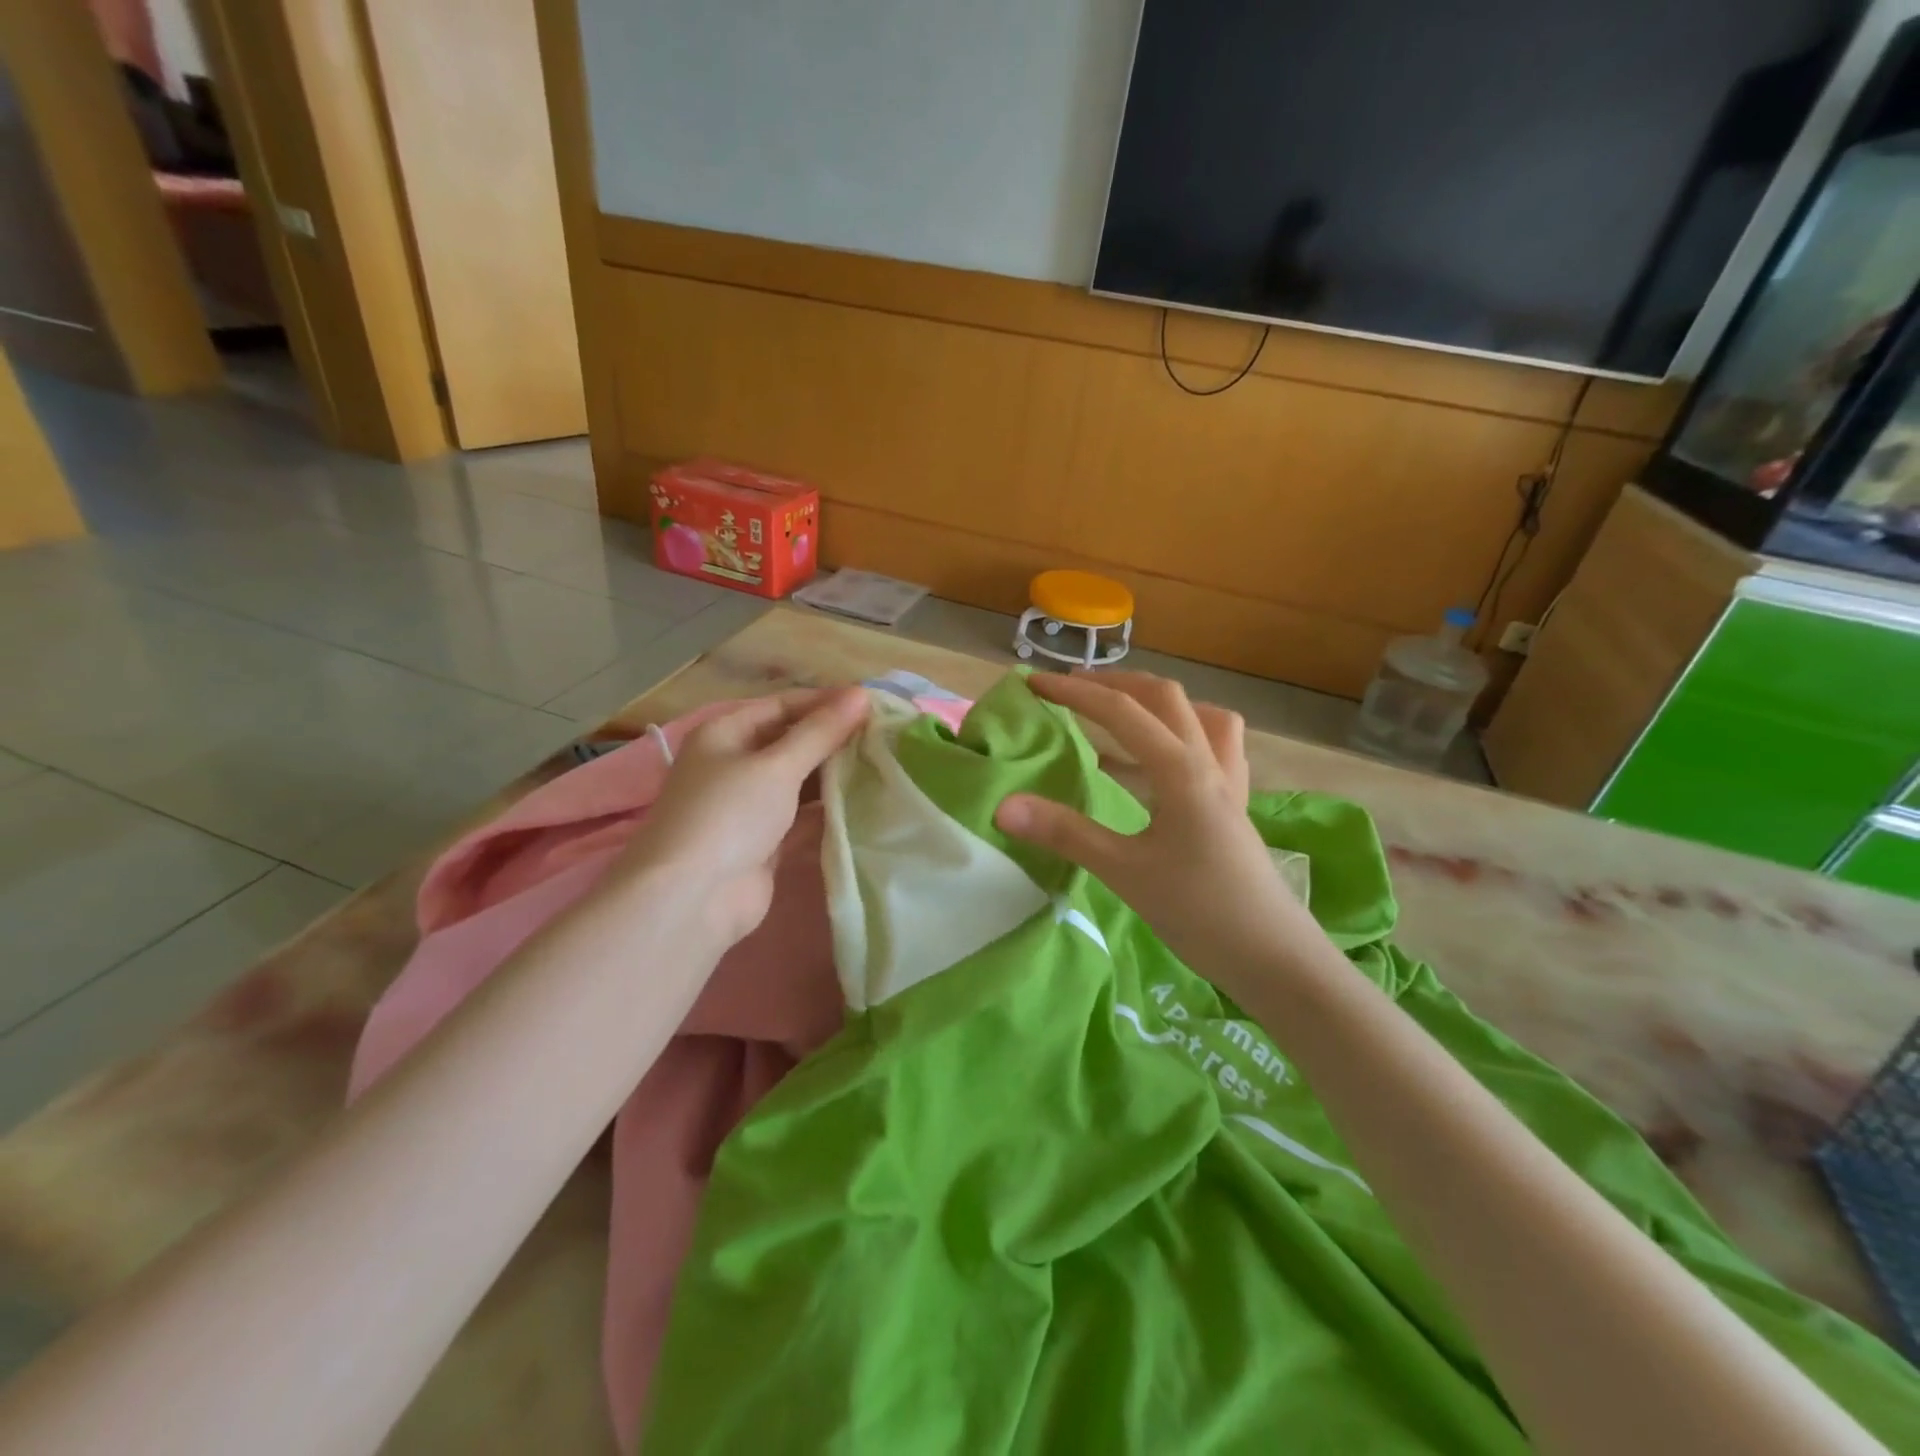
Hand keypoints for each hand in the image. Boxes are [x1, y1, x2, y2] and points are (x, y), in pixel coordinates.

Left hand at [619, 687, 869, 949]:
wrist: (693, 899)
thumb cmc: (728, 815)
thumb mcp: (777, 766)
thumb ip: (821, 732)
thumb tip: (861, 694)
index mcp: (725, 734)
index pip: (783, 706)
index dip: (826, 703)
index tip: (873, 704)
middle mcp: (734, 764)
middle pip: (791, 742)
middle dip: (833, 739)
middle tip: (885, 735)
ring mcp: (748, 806)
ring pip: (799, 780)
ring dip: (834, 774)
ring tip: (883, 764)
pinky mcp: (764, 842)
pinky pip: (802, 816)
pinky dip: (828, 810)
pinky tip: (865, 803)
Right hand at [993, 671, 1322, 998]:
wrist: (1276, 958)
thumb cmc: (1201, 912)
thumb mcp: (1124, 872)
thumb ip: (1065, 833)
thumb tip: (1003, 806)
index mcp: (1181, 769)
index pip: (1122, 711)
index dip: (1074, 692)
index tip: (1034, 684)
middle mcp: (1209, 762)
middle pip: (1166, 698)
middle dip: (1117, 683)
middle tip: (1074, 690)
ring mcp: (1228, 783)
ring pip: (1197, 717)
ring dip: (1156, 705)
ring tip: (1118, 719)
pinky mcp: (1233, 807)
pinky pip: (1211, 750)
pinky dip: (1178, 739)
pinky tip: (1154, 768)